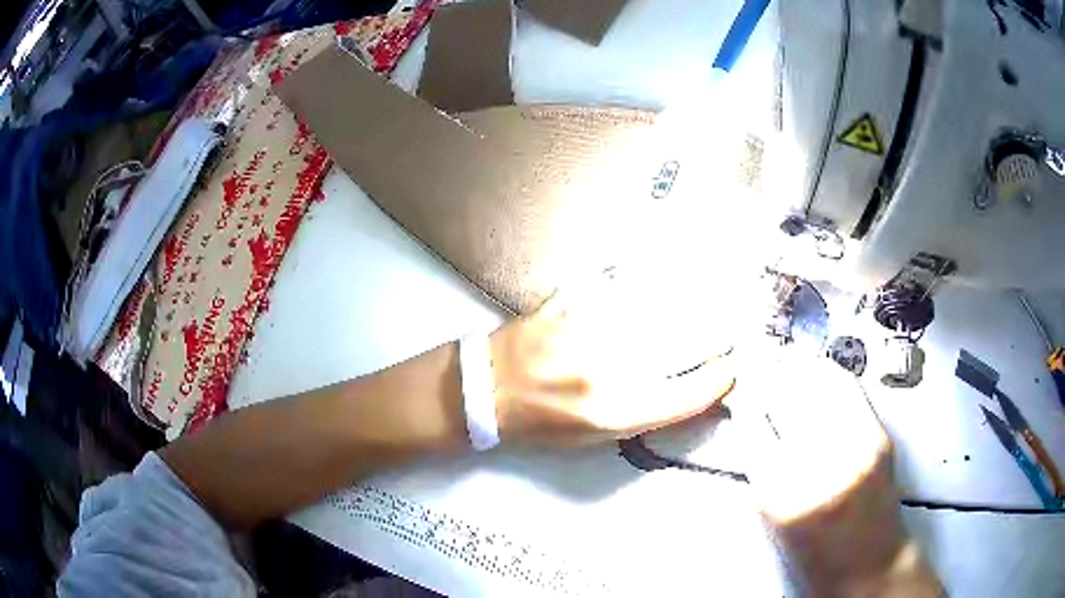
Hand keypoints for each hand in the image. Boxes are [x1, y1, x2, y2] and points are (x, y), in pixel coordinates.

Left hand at [488, 273, 735, 445]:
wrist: (487, 389)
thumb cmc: (543, 422)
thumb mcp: (598, 435)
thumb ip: (649, 412)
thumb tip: (694, 391)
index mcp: (616, 412)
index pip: (689, 393)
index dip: (719, 380)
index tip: (731, 369)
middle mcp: (609, 370)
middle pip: (686, 342)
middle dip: (717, 335)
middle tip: (729, 330)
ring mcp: (590, 329)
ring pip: (663, 305)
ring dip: (694, 300)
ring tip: (712, 295)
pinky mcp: (572, 300)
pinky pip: (623, 280)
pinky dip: (649, 276)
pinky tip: (667, 268)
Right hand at [741, 355, 940, 596]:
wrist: (869, 564)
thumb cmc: (814, 555)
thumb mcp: (775, 518)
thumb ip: (763, 466)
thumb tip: (753, 416)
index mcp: (779, 496)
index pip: (753, 426)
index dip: (744, 399)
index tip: (739, 386)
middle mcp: (818, 466)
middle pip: (786, 396)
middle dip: (768, 375)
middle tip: (759, 364)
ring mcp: (855, 446)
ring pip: (817, 383)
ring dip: (797, 367)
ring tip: (786, 360)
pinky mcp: (879, 435)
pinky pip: (847, 388)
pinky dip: (828, 373)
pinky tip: (817, 368)